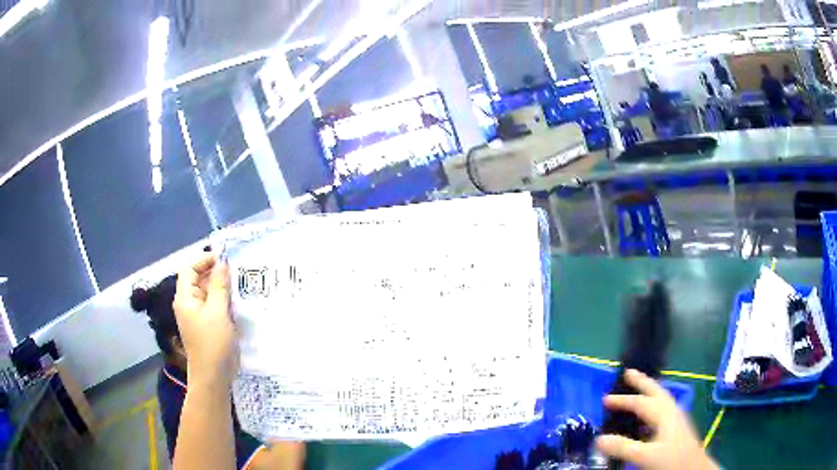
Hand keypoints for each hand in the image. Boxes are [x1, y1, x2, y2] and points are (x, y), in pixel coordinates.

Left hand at [173, 252, 236, 387]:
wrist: (213, 377)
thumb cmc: (212, 343)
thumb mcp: (217, 312)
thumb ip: (219, 286)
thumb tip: (222, 264)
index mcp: (185, 297)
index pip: (190, 268)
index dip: (204, 260)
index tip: (224, 259)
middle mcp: (189, 303)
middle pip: (199, 279)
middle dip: (216, 273)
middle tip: (237, 271)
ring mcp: (198, 315)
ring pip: (208, 293)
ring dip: (222, 287)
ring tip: (241, 284)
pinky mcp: (207, 325)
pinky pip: (214, 306)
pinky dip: (224, 301)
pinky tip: (238, 302)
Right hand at [596, 370, 718, 469]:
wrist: (694, 468)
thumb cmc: (672, 460)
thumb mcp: (646, 456)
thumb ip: (624, 447)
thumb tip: (599, 439)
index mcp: (663, 414)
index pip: (641, 402)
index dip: (623, 400)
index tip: (605, 400)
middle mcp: (671, 411)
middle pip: (656, 391)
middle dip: (642, 381)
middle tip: (629, 372)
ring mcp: (677, 418)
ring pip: (663, 398)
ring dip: (650, 391)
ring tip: (640, 389)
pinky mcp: (679, 427)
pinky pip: (665, 408)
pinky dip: (656, 404)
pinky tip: (652, 415)